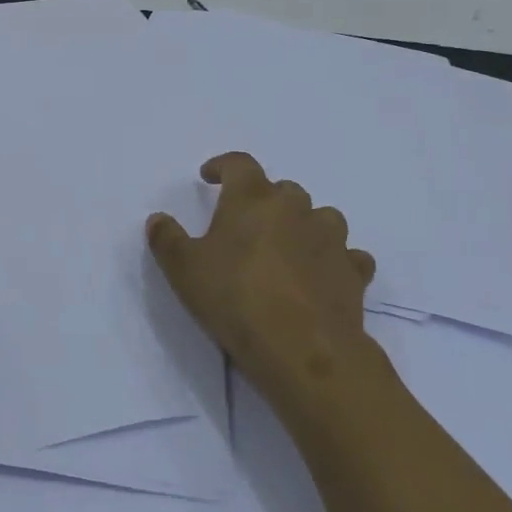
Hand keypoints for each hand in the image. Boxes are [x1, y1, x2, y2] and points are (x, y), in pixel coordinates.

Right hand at [147, 152, 381, 407]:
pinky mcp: (354, 271)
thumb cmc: (235, 298)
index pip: (239, 164)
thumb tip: (157, 219)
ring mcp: (331, 238)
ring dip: (303, 225)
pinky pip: (346, 254)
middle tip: (245, 224)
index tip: (209, 176)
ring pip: (320, 217)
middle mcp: (296, 208)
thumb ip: (167, 239)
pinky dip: (333, 259)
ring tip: (286, 248)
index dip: (222, 166)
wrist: (303, 347)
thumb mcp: (184, 270)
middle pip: (282, 189)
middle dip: (263, 200)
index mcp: (253, 199)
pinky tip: (322, 275)